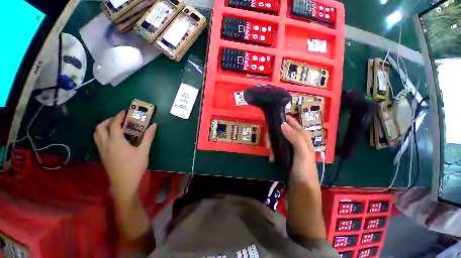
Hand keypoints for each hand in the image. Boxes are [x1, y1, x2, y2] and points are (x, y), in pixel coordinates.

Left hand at [94, 110, 156, 201]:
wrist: (124, 183)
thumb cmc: (135, 166)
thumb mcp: (144, 151)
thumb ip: (148, 137)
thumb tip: (154, 125)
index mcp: (116, 141)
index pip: (114, 124)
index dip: (119, 116)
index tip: (125, 111)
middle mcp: (105, 144)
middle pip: (100, 127)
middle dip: (108, 120)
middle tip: (119, 119)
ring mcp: (102, 150)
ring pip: (96, 134)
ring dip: (103, 127)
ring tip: (115, 127)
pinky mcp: (102, 156)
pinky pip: (98, 141)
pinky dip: (103, 135)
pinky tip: (114, 139)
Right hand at [268, 116, 318, 186]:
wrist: (302, 189)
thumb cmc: (304, 170)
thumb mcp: (303, 153)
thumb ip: (295, 138)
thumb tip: (282, 124)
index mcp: (302, 136)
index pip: (291, 122)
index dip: (282, 120)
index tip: (271, 122)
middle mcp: (296, 140)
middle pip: (281, 130)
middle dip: (273, 135)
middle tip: (269, 144)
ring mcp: (290, 147)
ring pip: (277, 139)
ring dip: (272, 145)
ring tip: (271, 154)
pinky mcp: (285, 154)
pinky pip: (276, 148)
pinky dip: (272, 151)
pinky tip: (272, 158)